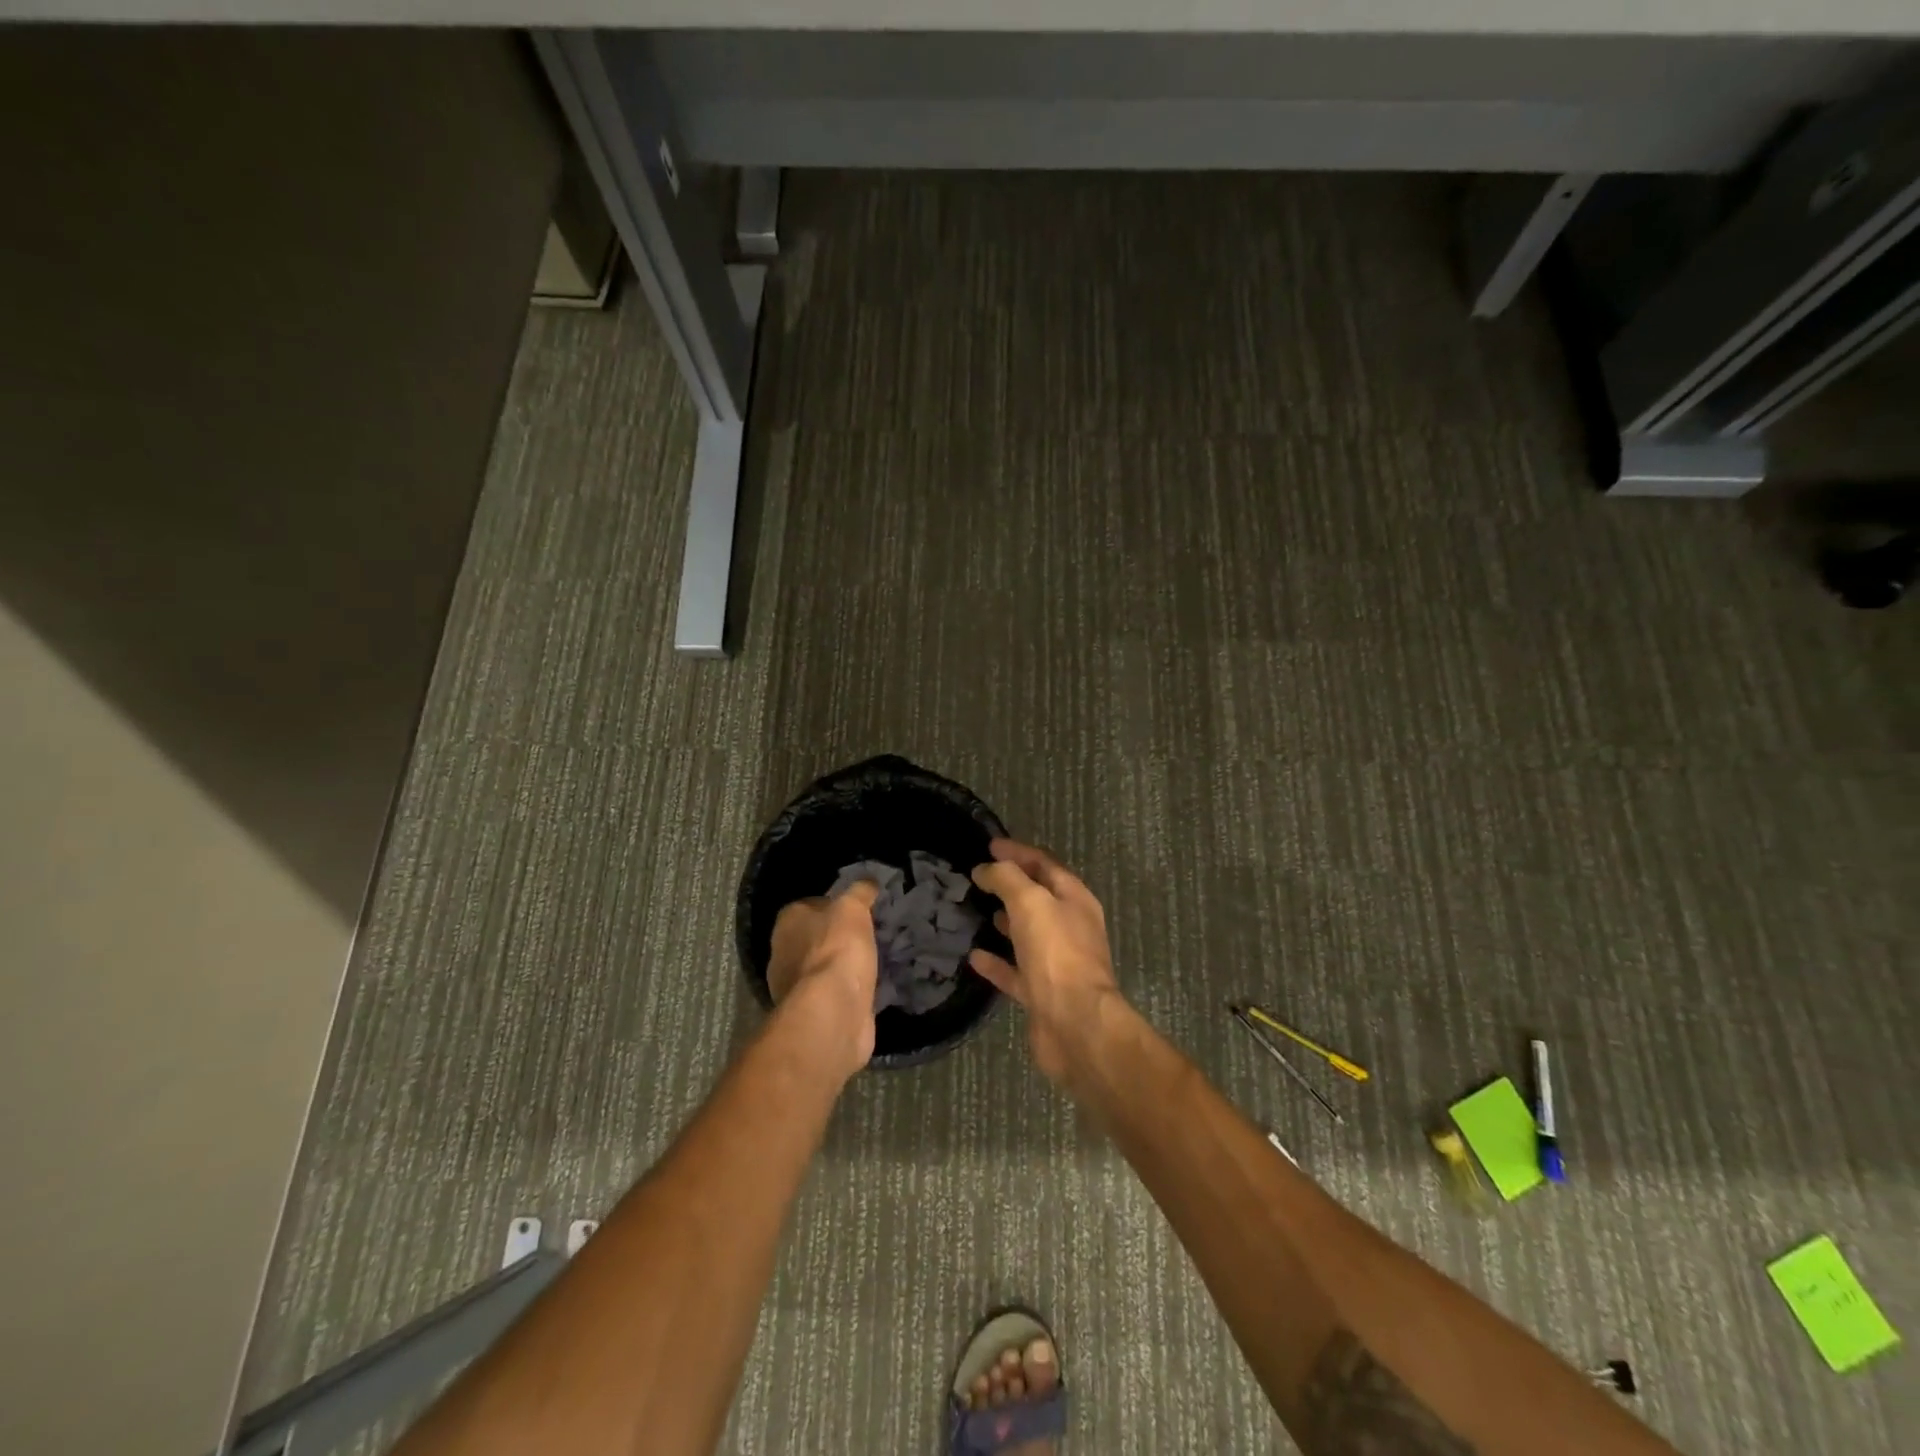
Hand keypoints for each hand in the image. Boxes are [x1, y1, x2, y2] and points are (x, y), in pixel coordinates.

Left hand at [768, 881, 880, 1076]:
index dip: (831, 905)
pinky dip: (845, 990)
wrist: (833, 1010)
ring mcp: (793, 987)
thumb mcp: (853, 908)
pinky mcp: (810, 1013)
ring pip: (820, 967)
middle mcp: (781, 953)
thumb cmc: (838, 948)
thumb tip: (868, 882)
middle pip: (812, 938)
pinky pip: (830, 993)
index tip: (856, 910)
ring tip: (870, 961)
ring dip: (840, 966)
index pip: (807, 905)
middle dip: (835, 937)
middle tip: (865, 935)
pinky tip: (866, 987)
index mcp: (786, 923)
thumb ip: (860, 892)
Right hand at [968, 839, 1125, 1088]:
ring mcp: (1057, 962)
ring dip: (1005, 921)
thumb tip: (986, 869)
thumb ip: (1007, 879)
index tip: (990, 845)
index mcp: (1074, 899)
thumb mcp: (1030, 902)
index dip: (1018, 852)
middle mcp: (1070, 927)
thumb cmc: (1056, 953)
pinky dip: (996, 962)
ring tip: (975, 910)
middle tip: (978, 877)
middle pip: (1038, 898)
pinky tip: (974, 956)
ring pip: (1027, 934)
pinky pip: (1015, 971)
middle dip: (1011, 885)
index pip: (1045, 864)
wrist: (1075, 1024)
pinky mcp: (1042, 993)